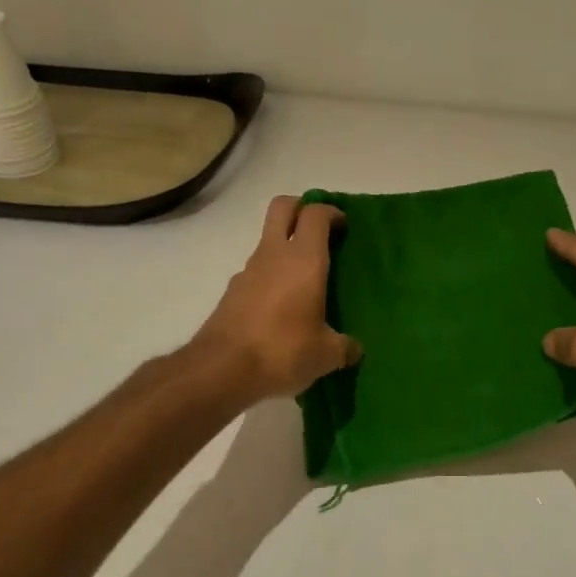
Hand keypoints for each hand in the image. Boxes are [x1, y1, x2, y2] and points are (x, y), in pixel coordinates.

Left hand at [193, 196, 360, 400]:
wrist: (221, 369)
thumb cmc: (283, 350)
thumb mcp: (326, 354)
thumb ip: (344, 347)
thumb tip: (354, 349)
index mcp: (304, 259)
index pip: (316, 214)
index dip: (331, 212)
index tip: (343, 227)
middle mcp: (274, 254)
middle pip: (283, 207)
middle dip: (301, 208)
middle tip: (319, 232)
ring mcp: (248, 270)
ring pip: (268, 241)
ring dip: (285, 248)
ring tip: (305, 281)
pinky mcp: (232, 291)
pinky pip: (257, 272)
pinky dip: (271, 277)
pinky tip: (282, 308)